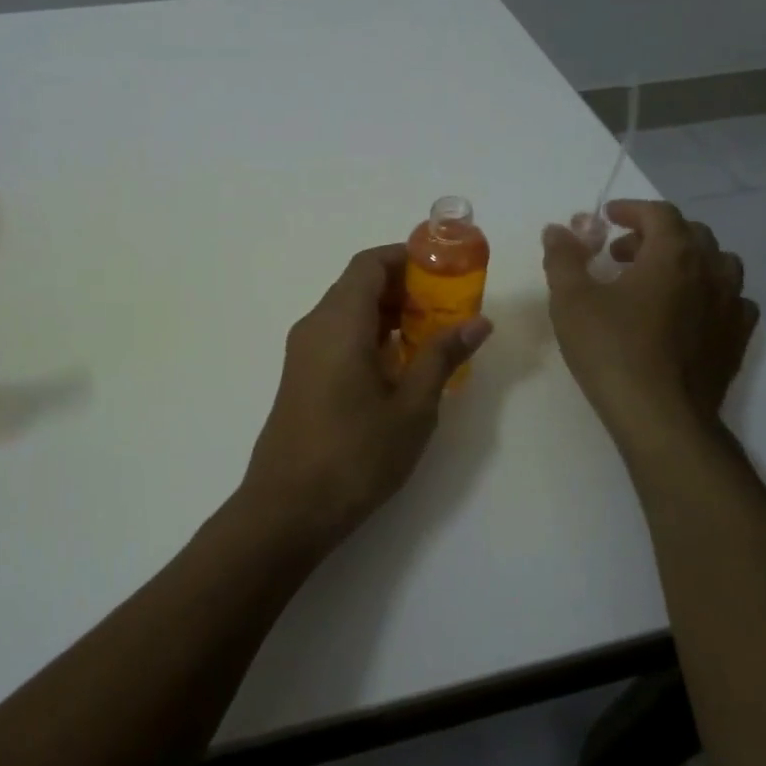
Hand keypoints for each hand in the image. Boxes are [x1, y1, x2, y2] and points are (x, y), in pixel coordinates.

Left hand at [238, 244, 492, 549]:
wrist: (288, 508)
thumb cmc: (355, 455)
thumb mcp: (411, 407)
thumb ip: (442, 356)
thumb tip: (478, 322)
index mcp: (339, 321)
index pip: (370, 263)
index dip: (407, 258)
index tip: (446, 270)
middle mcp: (315, 325)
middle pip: (359, 284)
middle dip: (405, 287)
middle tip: (449, 307)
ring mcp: (303, 352)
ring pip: (348, 312)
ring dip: (388, 314)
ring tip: (433, 336)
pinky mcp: (301, 376)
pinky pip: (338, 336)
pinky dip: (370, 336)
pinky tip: (401, 366)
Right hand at [542, 200, 757, 438]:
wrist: (661, 416)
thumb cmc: (612, 350)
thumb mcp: (571, 300)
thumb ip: (563, 258)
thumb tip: (558, 229)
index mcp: (673, 254)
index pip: (659, 213)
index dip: (631, 210)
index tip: (607, 219)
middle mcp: (711, 271)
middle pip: (690, 234)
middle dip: (654, 235)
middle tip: (620, 254)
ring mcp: (731, 305)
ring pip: (718, 264)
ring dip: (686, 262)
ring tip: (655, 282)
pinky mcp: (737, 339)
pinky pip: (731, 301)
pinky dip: (709, 295)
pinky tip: (688, 314)